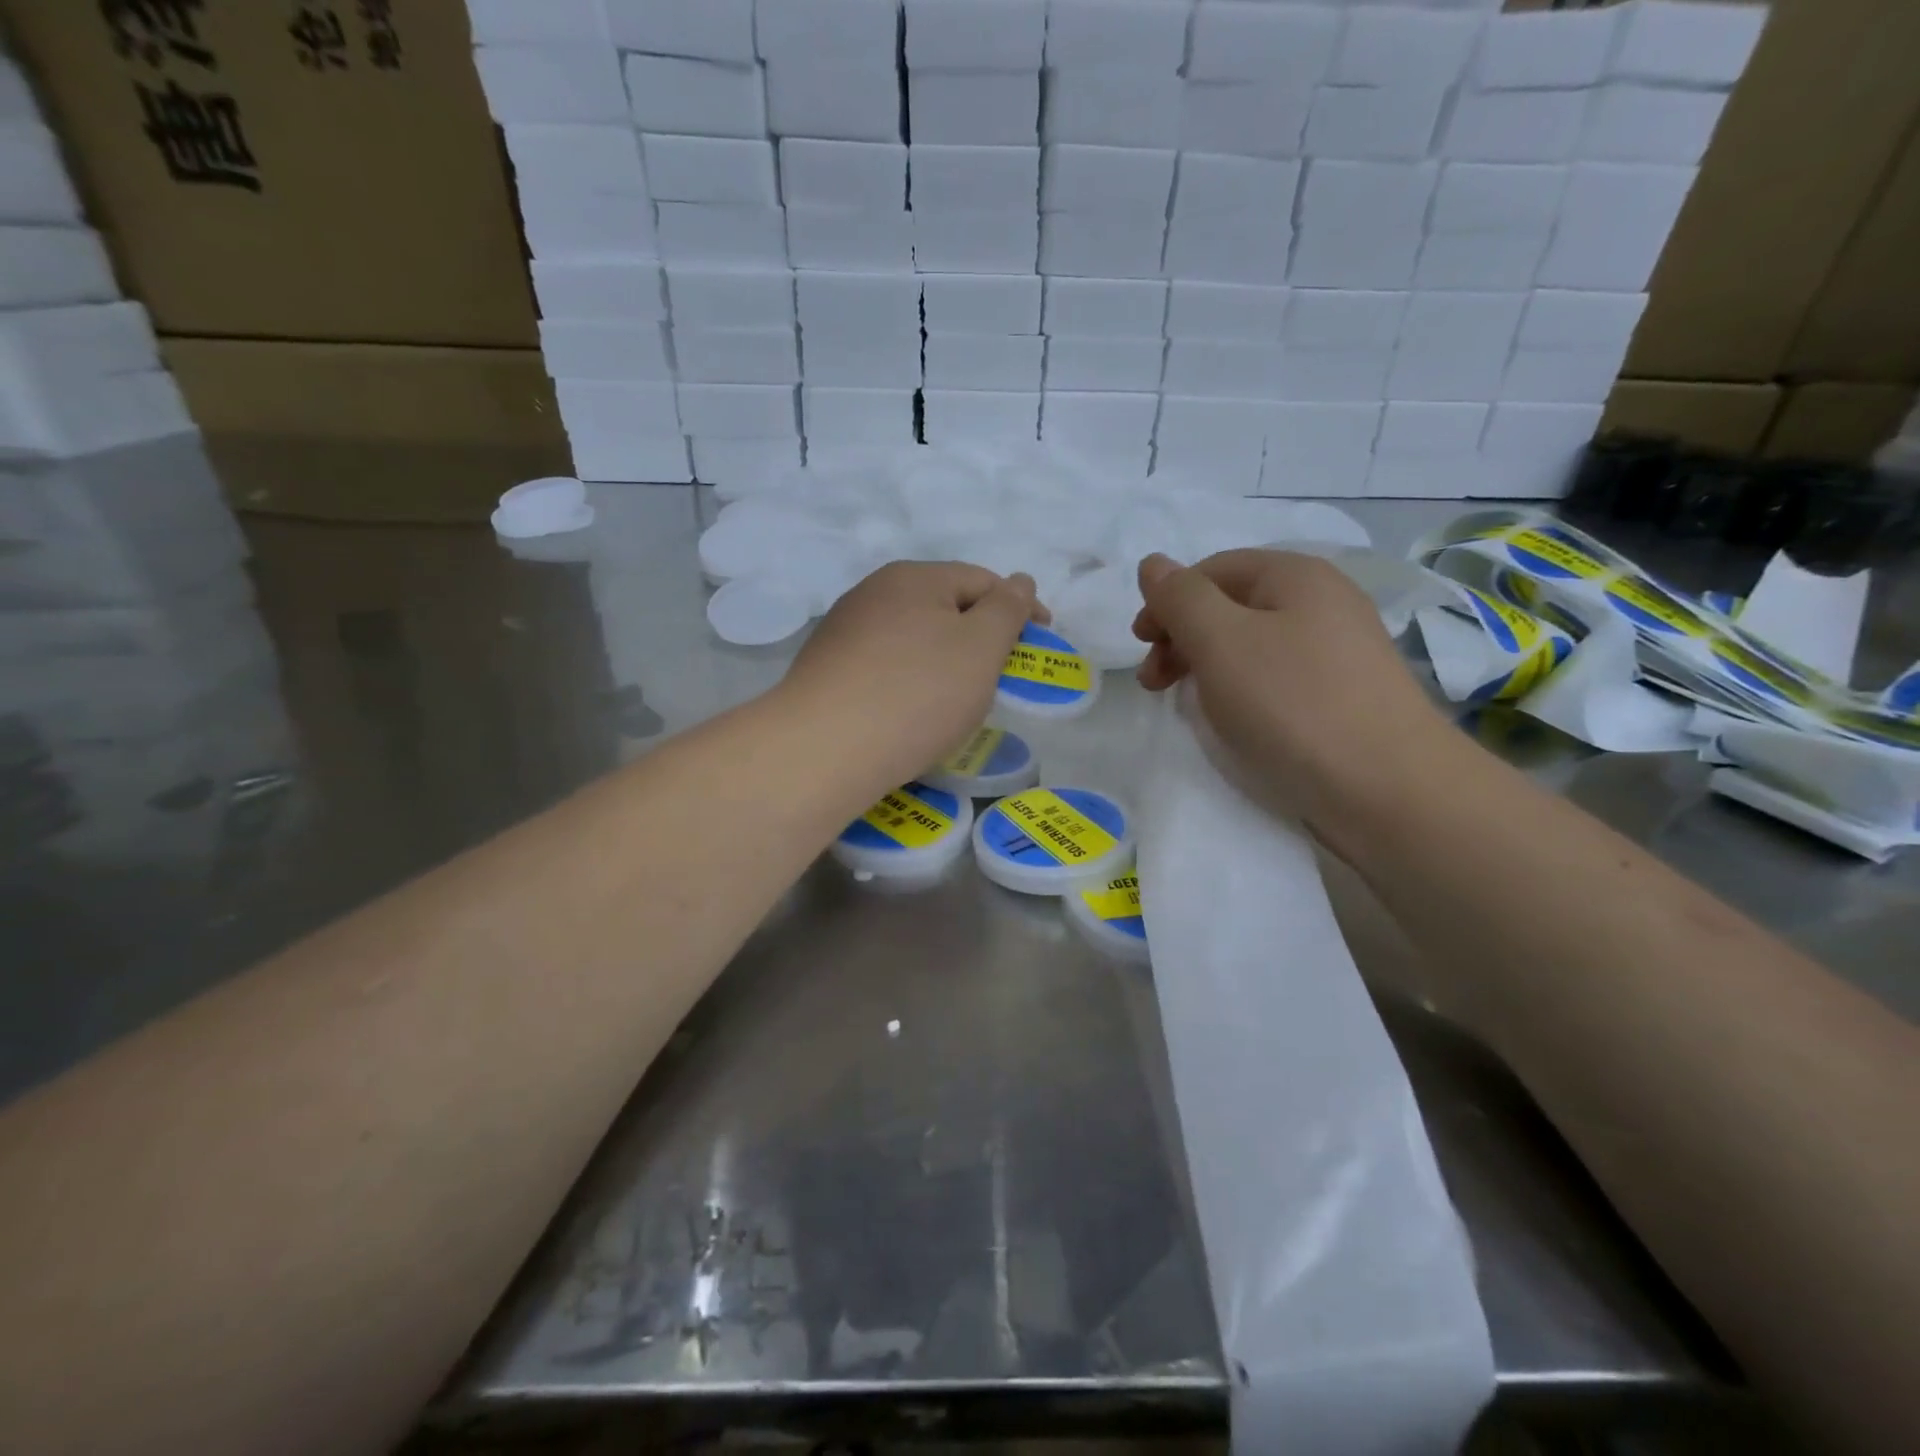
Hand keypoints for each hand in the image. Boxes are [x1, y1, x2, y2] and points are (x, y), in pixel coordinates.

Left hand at [785, 561, 1045, 793]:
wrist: (823, 749)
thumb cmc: (916, 693)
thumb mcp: (981, 648)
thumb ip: (1007, 610)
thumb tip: (1020, 581)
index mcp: (914, 577)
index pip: (982, 581)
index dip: (1019, 608)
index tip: (1042, 641)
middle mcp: (873, 593)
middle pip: (943, 607)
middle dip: (978, 637)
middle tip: (999, 677)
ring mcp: (843, 631)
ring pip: (912, 639)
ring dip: (942, 661)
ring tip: (955, 701)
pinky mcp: (826, 670)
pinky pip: (884, 666)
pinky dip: (909, 682)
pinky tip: (909, 713)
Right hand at [1133, 550, 1455, 851]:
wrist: (1387, 788)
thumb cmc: (1292, 704)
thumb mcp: (1220, 641)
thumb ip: (1180, 598)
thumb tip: (1152, 564)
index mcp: (1295, 575)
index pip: (1212, 570)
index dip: (1167, 602)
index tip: (1140, 648)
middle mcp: (1323, 601)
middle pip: (1232, 605)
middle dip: (1183, 636)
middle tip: (1155, 683)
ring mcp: (1339, 649)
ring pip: (1253, 643)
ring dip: (1208, 665)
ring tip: (1189, 704)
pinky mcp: (1344, 693)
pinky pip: (1277, 675)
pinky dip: (1243, 689)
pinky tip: (1236, 719)